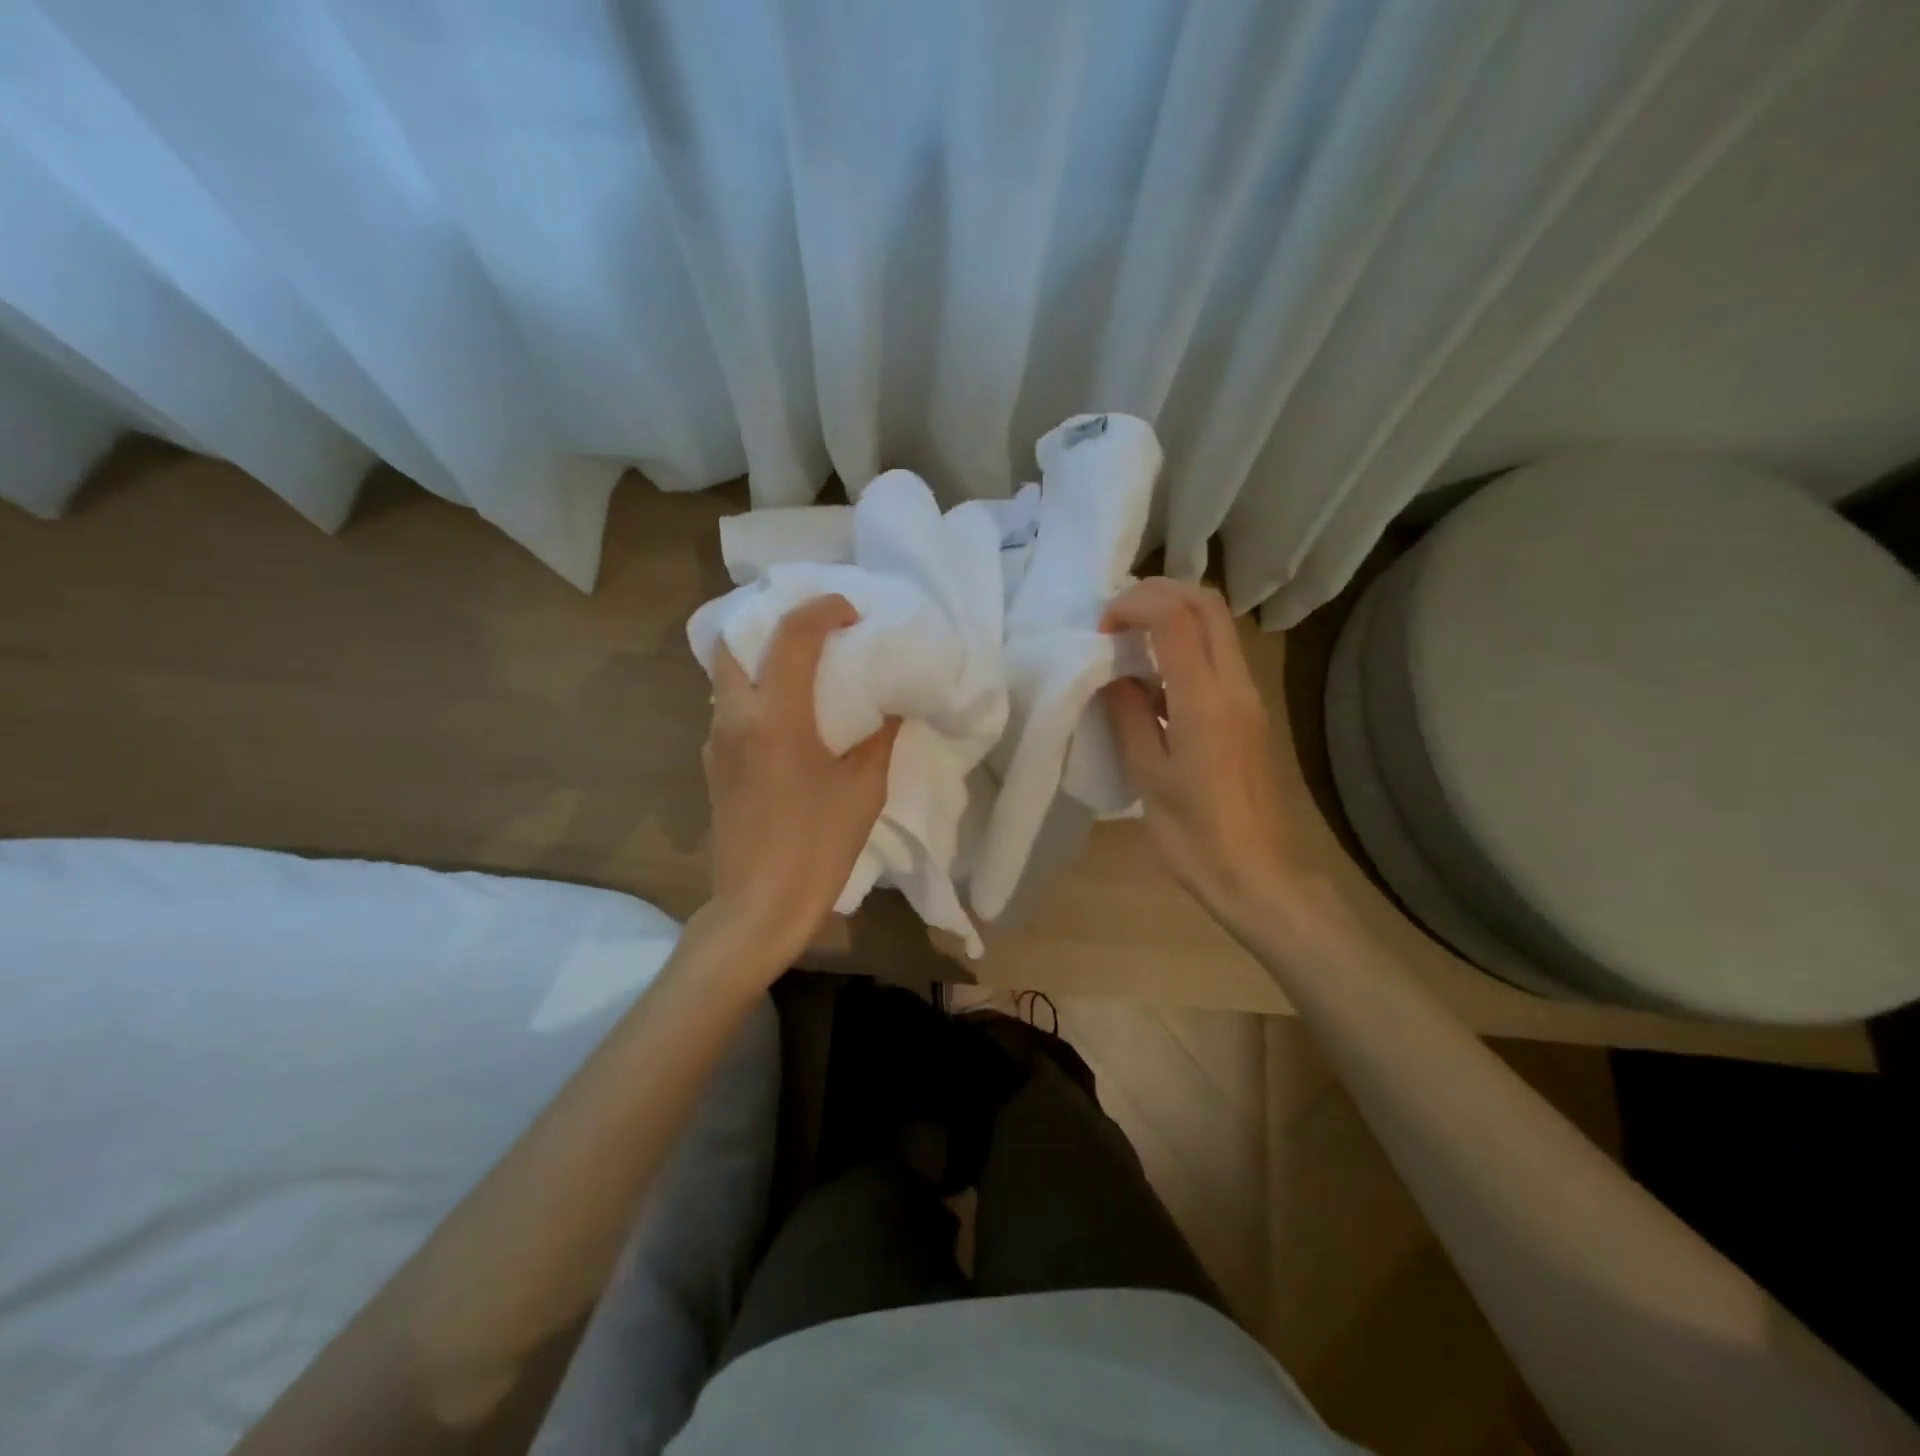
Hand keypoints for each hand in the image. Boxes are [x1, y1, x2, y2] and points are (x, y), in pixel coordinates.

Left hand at [704, 594, 899, 966]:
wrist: (758, 907)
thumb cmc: (817, 846)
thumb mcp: (863, 789)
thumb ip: (879, 737)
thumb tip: (891, 706)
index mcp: (776, 716)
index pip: (792, 635)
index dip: (823, 610)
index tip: (851, 613)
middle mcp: (735, 718)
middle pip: (733, 643)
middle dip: (769, 625)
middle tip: (811, 634)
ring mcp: (716, 743)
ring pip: (726, 678)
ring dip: (759, 660)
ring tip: (800, 671)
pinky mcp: (713, 768)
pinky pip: (728, 711)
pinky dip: (753, 696)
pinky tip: (785, 721)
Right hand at [1101, 578, 1295, 925]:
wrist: (1256, 874)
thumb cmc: (1194, 834)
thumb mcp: (1148, 775)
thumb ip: (1128, 714)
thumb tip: (1112, 676)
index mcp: (1205, 700)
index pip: (1173, 617)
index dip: (1132, 606)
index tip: (1100, 631)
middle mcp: (1235, 686)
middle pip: (1206, 603)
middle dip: (1158, 593)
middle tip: (1116, 619)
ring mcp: (1249, 697)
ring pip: (1218, 625)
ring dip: (1173, 615)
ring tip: (1129, 641)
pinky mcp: (1250, 713)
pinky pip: (1219, 656)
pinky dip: (1185, 644)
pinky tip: (1154, 678)